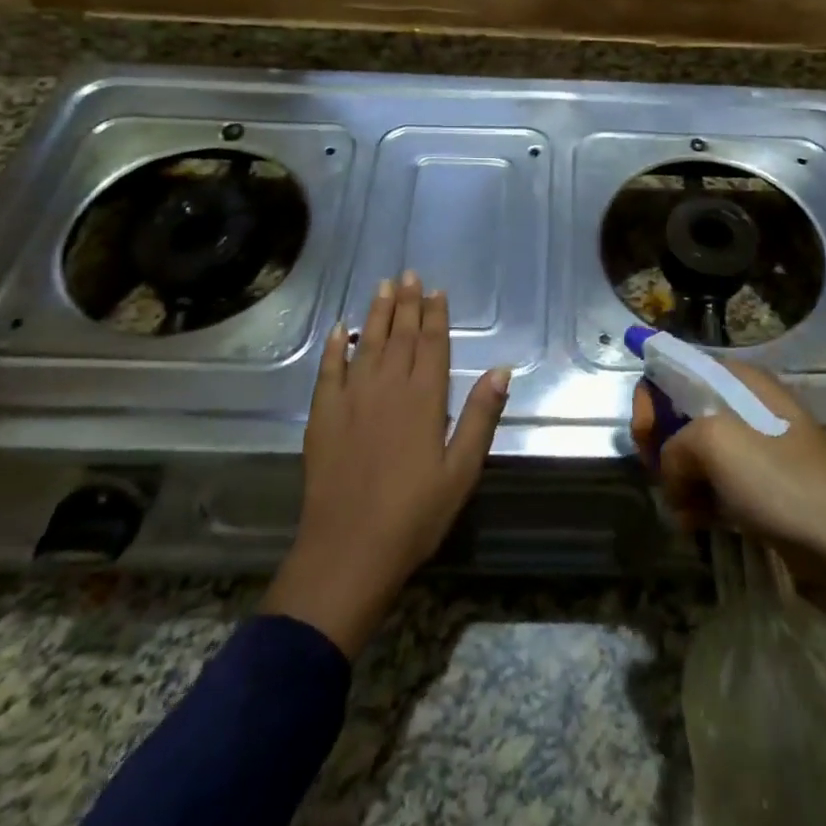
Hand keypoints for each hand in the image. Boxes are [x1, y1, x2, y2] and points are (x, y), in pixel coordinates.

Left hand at [262, 271, 510, 657]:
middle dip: (406, 303)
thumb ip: (480, 416)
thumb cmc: (415, 515)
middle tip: (409, 274)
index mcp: (424, 399)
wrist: (349, 551)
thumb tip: (502, 369)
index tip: (437, 290)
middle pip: (399, 335)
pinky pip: (329, 370)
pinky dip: (334, 347)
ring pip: (366, 343)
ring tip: (382, 286)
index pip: (432, 344)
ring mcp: (351, 399)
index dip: (435, 315)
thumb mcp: (461, 471)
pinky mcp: (322, 416)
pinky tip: (338, 329)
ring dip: (376, 313)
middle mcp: (387, 388)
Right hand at [630, 361, 825, 583]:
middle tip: (662, 477)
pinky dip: (699, 502)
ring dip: (678, 481)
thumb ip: (672, 446)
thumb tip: (672, 473)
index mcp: (737, 380)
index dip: (651, 398)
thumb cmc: (780, 480)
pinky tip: (698, 524)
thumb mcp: (713, 444)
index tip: (645, 436)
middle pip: (680, 412)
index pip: (676, 368)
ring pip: (693, 454)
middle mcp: (745, 405)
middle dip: (661, 445)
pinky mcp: (761, 488)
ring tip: (684, 510)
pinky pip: (713, 485)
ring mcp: (755, 449)